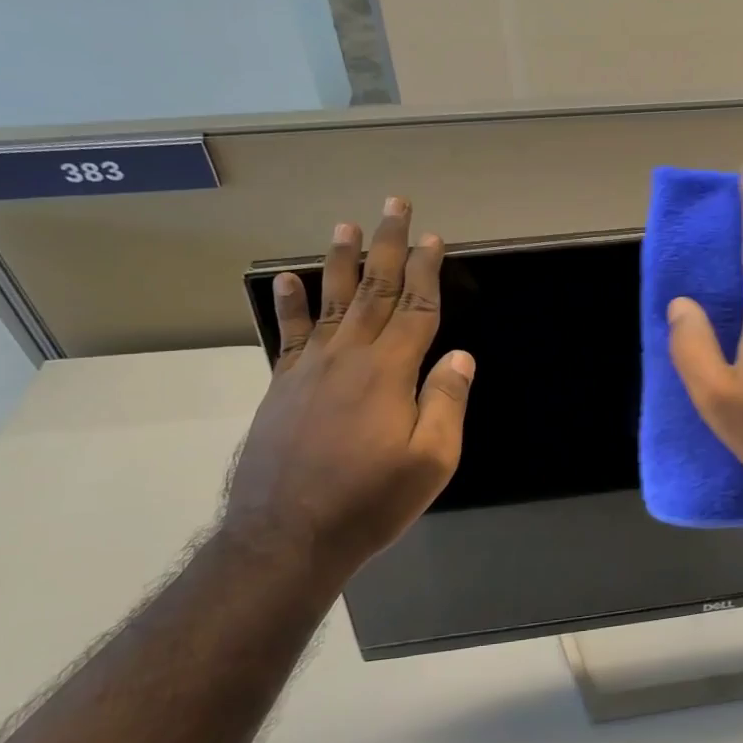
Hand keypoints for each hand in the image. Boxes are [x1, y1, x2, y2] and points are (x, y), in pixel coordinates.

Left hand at [223, 197, 473, 577]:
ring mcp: (310, 368)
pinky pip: (289, 334)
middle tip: (394, 206)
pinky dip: (289, 304)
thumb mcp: (431, 461)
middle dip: (388, 246)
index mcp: (390, 372)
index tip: (435, 238)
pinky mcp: (282, 386)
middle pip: (375, 290)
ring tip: (346, 226)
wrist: (286, 536)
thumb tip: (460, 355)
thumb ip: (447, 402)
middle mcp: (349, 356)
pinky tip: (287, 279)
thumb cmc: (370, 501)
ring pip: (332, 301)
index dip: (428, 271)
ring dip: (342, 261)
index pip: (417, 308)